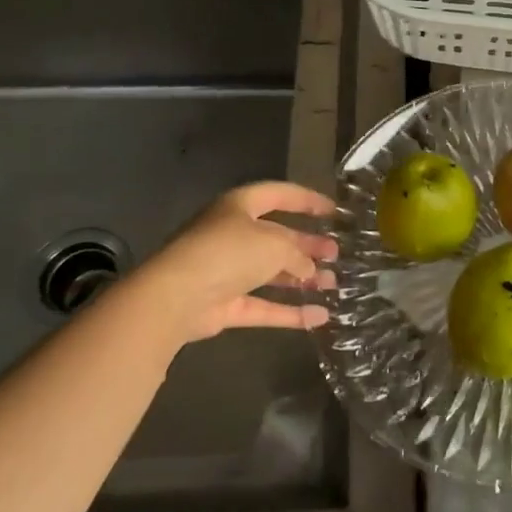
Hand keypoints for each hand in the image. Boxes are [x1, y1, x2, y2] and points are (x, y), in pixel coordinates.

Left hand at [133, 182, 336, 344]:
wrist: (176, 297)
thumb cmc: (228, 252)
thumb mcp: (274, 243)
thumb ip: (297, 253)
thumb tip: (308, 269)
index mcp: (240, 207)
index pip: (279, 195)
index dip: (307, 200)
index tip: (333, 210)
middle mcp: (232, 235)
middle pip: (277, 236)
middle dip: (307, 244)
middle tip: (335, 252)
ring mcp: (227, 272)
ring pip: (271, 272)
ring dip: (301, 278)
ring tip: (333, 282)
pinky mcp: (225, 305)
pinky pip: (263, 306)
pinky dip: (289, 312)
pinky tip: (319, 316)